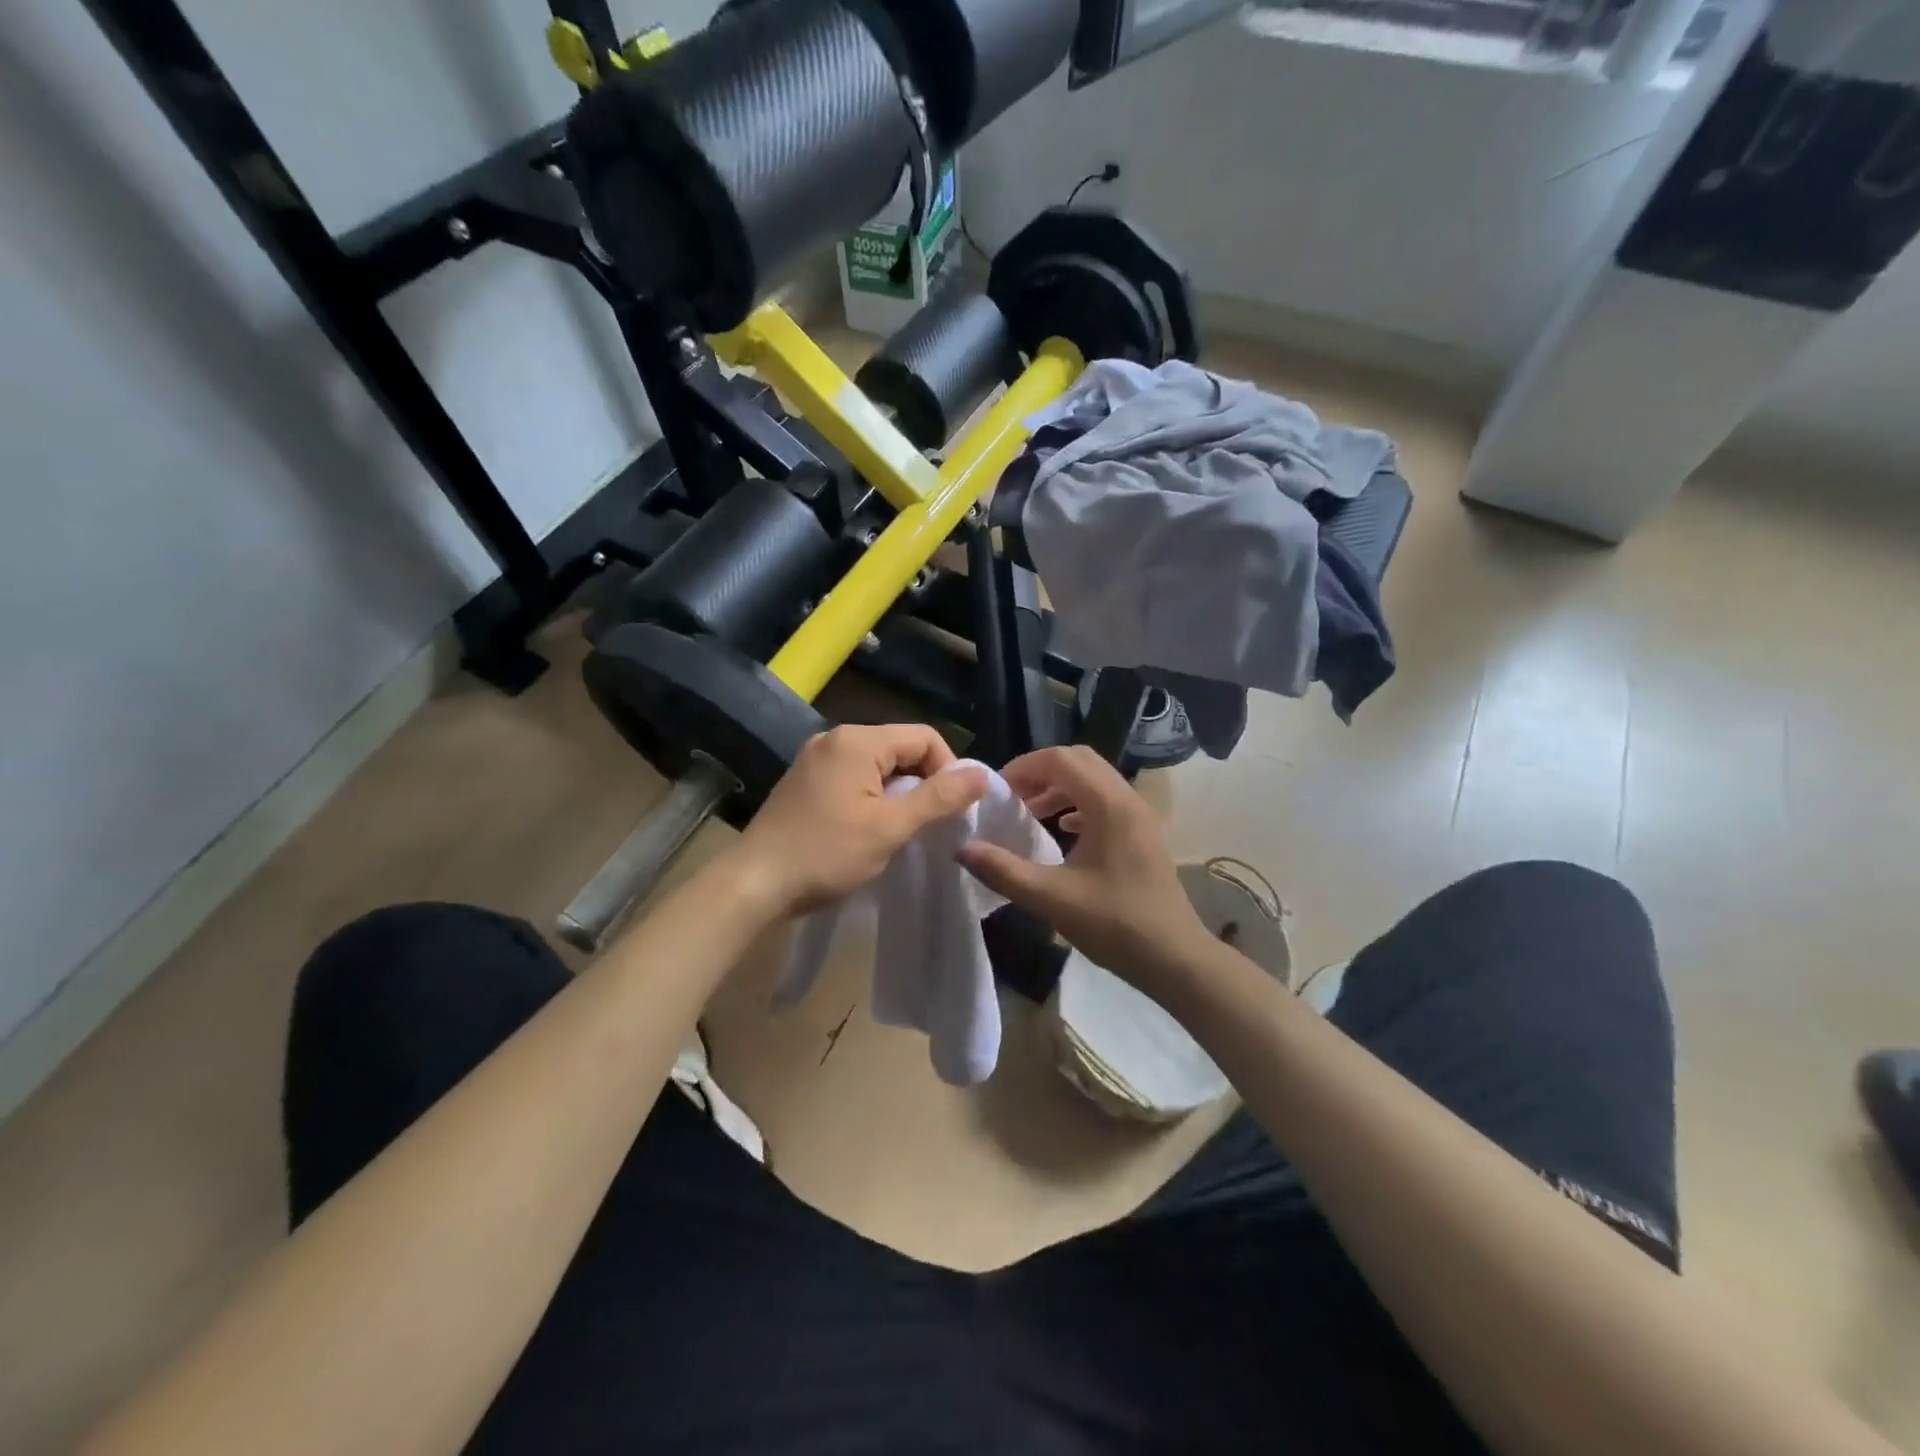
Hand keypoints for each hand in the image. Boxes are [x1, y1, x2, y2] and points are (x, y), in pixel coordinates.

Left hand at [730, 724, 988, 918]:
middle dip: (923, 782)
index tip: (951, 810)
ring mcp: (815, 759)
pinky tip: (869, 829)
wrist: (754, 883)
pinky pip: (853, 778)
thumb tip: (982, 775)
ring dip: (898, 793)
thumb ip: (938, 798)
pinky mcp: (804, 782)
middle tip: (929, 824)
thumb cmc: (826, 853)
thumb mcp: (890, 827)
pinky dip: (872, 798)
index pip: (924, 737)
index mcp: (857, 741)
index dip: (948, 769)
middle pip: (900, 748)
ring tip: (902, 830)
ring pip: (877, 766)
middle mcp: (834, 739)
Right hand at [957, 746, 1211, 995]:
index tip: (997, 792)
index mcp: (1109, 805)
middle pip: (1079, 761)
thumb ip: (1004, 871)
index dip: (1023, 767)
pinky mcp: (1143, 834)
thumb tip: (962, 849)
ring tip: (1030, 812)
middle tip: (1011, 797)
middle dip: (1040, 772)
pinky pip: (1106, 801)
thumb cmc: (1115, 925)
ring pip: (1094, 779)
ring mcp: (1140, 816)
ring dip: (1059, 787)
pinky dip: (1078, 804)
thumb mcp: (1052, 898)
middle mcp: (1128, 799)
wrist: (1175, 959)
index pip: (1060, 759)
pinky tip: (1062, 830)